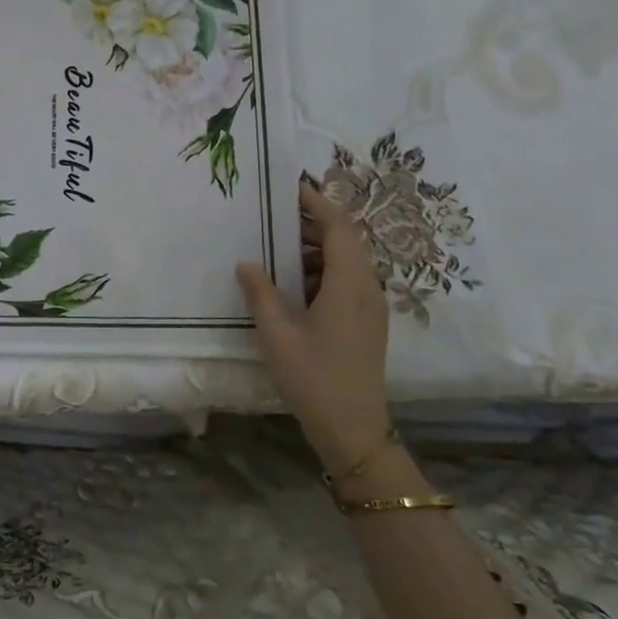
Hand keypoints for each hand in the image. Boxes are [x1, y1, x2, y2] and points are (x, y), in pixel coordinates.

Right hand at [237, 179, 391, 469]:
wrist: (354, 430)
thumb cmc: (313, 378)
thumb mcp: (276, 333)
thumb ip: (260, 292)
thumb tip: (247, 262)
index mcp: (349, 284)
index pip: (339, 227)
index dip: (317, 203)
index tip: (291, 187)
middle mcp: (367, 288)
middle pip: (346, 240)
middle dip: (313, 223)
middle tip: (274, 215)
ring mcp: (370, 308)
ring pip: (347, 262)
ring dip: (316, 248)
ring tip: (277, 247)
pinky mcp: (366, 323)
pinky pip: (347, 282)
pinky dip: (322, 271)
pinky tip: (292, 283)